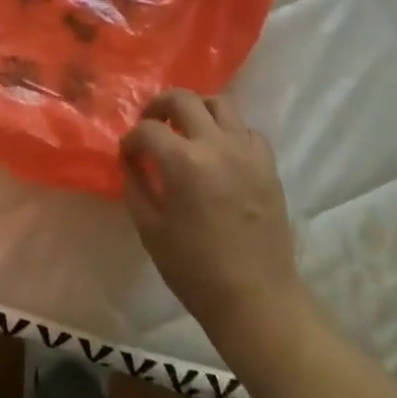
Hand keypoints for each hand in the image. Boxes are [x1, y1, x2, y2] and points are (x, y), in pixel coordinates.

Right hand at [122, 91, 309, 344]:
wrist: (256, 298)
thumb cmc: (195, 269)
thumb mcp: (150, 229)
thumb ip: (136, 185)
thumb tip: (132, 161)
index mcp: (184, 162)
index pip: (148, 130)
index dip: (131, 140)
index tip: (128, 155)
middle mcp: (217, 145)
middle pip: (183, 99)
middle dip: (159, 106)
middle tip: (151, 124)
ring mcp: (247, 152)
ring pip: (220, 103)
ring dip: (196, 109)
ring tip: (186, 129)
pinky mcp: (268, 165)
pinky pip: (246, 130)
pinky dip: (228, 131)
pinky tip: (219, 152)